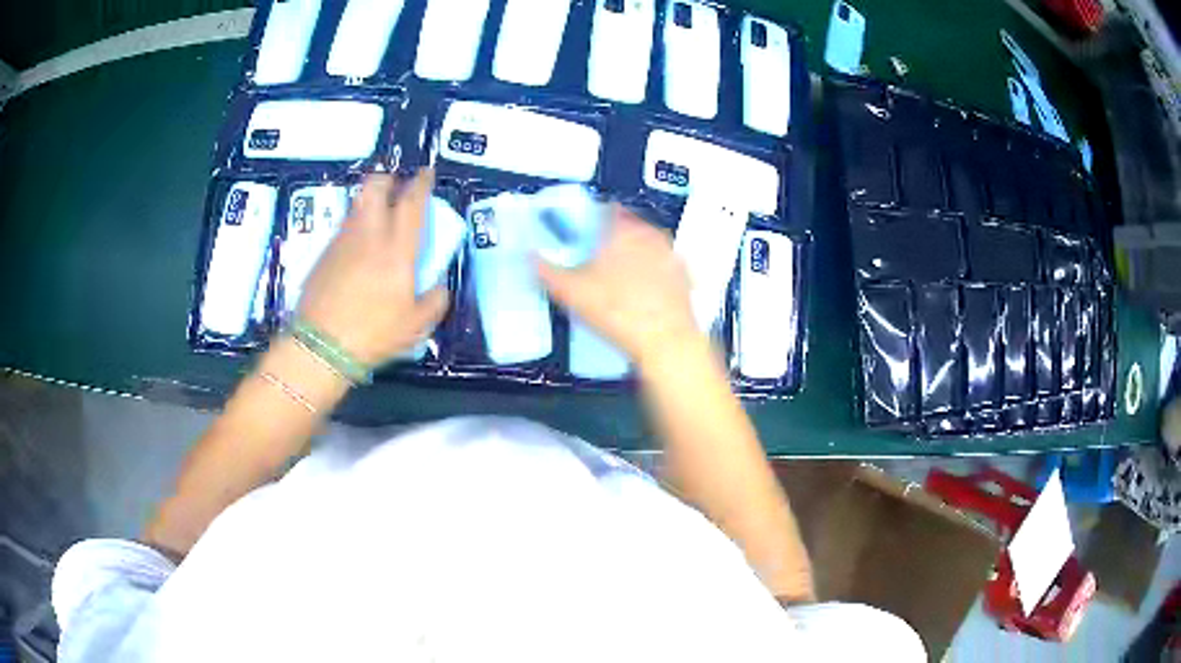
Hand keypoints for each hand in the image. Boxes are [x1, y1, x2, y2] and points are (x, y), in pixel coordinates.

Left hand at [297, 171, 448, 365]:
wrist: (321, 346)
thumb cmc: (373, 334)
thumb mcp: (416, 325)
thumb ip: (434, 300)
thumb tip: (437, 285)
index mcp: (396, 248)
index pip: (411, 202)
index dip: (421, 183)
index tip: (426, 173)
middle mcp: (368, 234)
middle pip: (375, 186)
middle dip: (388, 180)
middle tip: (396, 189)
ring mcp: (342, 241)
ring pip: (357, 204)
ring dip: (371, 202)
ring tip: (378, 219)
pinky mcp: (324, 253)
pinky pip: (344, 227)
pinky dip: (356, 226)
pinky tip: (359, 249)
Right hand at [537, 205, 700, 366]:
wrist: (664, 340)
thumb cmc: (617, 311)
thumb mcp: (571, 292)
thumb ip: (546, 271)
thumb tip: (531, 257)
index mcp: (622, 229)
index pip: (607, 209)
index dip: (593, 218)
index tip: (585, 231)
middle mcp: (650, 234)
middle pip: (629, 225)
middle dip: (614, 236)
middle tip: (599, 254)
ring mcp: (671, 255)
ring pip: (649, 243)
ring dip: (636, 252)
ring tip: (620, 274)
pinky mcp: (685, 277)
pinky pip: (665, 266)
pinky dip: (654, 272)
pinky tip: (645, 290)